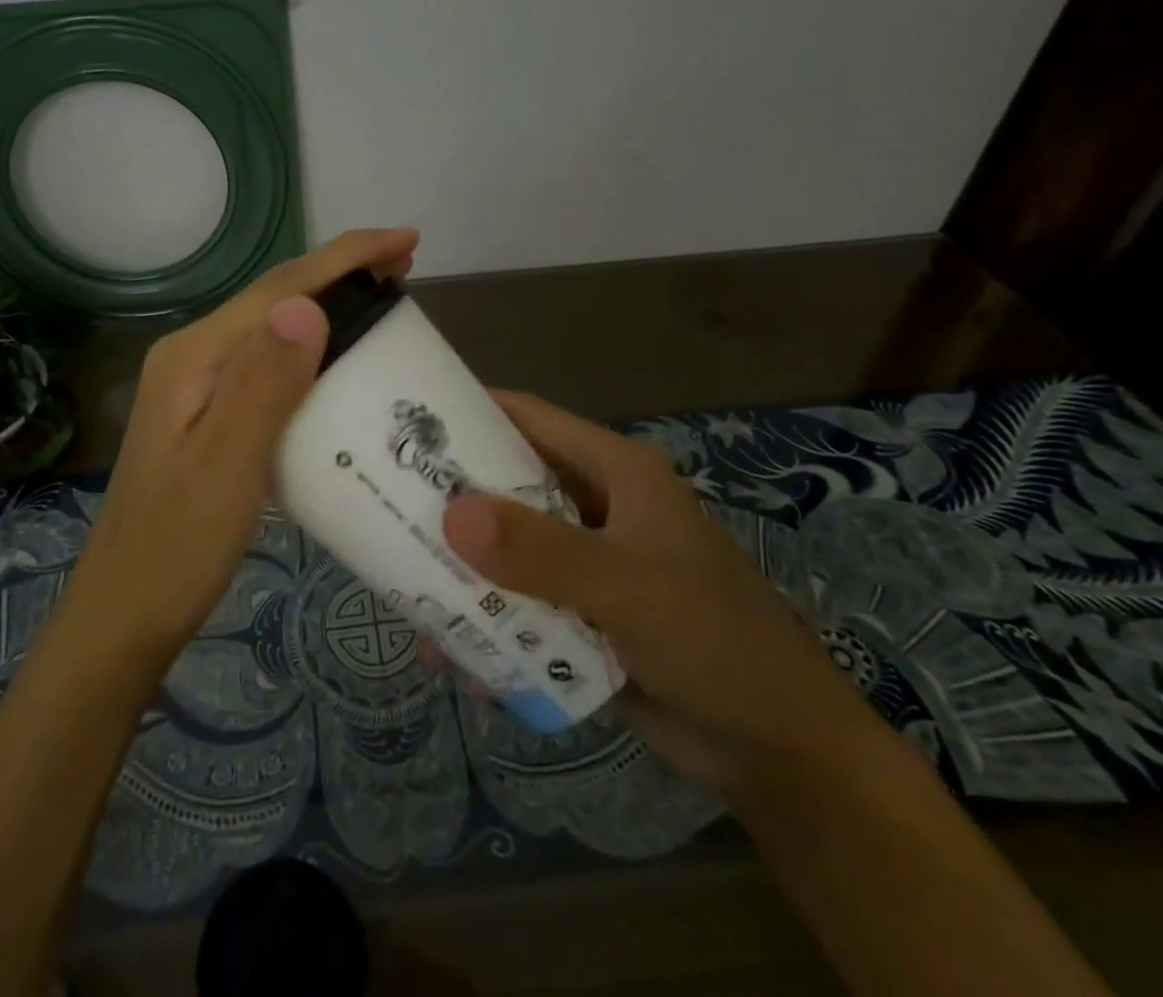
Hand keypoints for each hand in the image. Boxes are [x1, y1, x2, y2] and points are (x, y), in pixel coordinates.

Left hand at [70, 229, 419, 664]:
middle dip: (341, 273)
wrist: (125, 613)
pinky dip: (312, 349)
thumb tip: (307, 305)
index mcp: (195, 355)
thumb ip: (263, 384)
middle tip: (405, 268)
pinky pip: (269, 363)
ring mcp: (198, 385)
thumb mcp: (227, 466)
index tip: (407, 241)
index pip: (279, 287)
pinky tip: (338, 362)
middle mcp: (193, 356)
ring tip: (384, 301)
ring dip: (329, 306)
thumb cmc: (177, 548)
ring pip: (273, 328)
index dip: (345, 257)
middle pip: (275, 298)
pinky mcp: (209, 413)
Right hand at [441, 391, 890, 804]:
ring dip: (461, 571)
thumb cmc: (713, 638)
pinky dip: (486, 624)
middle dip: (450, 499)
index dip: (468, 412)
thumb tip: (452, 514)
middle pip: (505, 486)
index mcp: (611, 472)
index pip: (527, 419)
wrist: (778, 751)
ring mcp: (584, 563)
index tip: (405, 421)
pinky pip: (517, 605)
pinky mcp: (579, 615)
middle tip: (385, 506)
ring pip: (504, 550)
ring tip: (403, 590)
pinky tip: (453, 655)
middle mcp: (592, 507)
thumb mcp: (627, 586)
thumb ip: (542, 552)